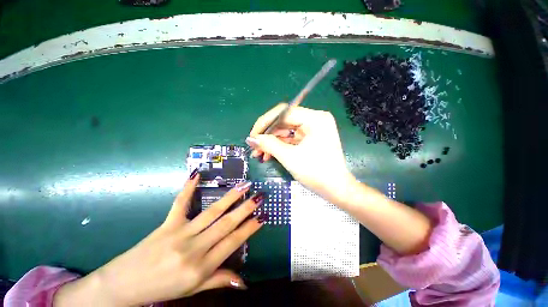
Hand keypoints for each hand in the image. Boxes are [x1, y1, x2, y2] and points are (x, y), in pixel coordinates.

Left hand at [54, 175, 263, 306]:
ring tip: (243, 185)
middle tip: (259, 196)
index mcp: (201, 267)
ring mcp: (180, 233)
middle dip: (245, 209)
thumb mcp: (192, 289)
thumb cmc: (162, 289)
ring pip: (211, 212)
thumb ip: (219, 280)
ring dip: (230, 197)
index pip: (233, 243)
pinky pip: (180, 204)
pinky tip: (197, 174)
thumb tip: (244, 282)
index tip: (262, 216)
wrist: (123, 285)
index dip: (249, 229)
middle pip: (226, 224)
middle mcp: (194, 248)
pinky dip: (188, 188)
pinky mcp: (167, 224)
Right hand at [247, 103, 356, 203]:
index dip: (265, 123)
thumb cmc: (316, 173)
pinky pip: (291, 138)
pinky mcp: (311, 139)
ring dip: (272, 142)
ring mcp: (313, 129)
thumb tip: (250, 139)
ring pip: (286, 131)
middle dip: (267, 135)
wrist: (336, 189)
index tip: (252, 136)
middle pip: (284, 121)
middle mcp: (315, 120)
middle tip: (254, 147)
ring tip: (259, 154)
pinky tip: (269, 155)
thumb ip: (269, 144)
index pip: (284, 112)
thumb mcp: (290, 157)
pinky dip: (280, 146)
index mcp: (315, 119)